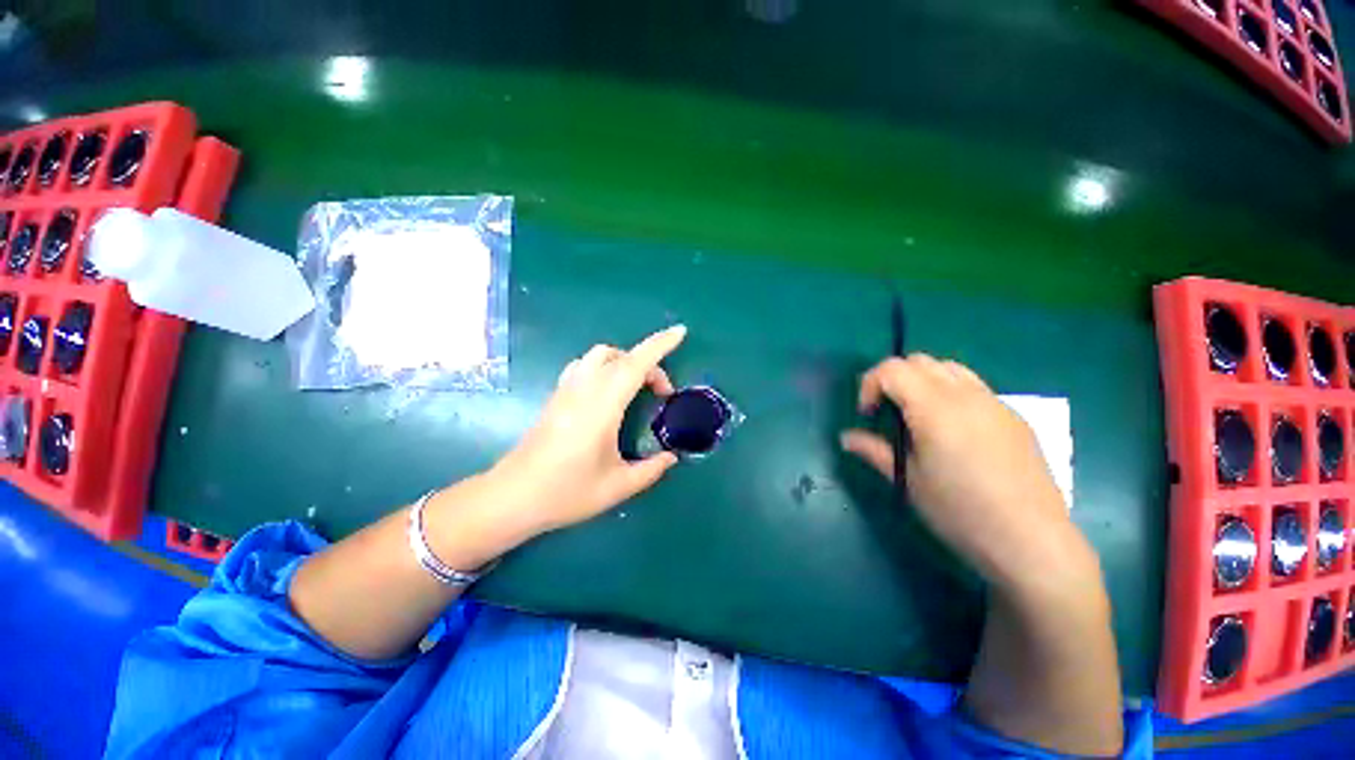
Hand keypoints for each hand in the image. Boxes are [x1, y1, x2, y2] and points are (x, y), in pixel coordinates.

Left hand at [489, 325, 686, 534]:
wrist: (512, 498)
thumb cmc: (567, 492)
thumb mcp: (618, 486)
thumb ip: (651, 469)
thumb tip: (672, 457)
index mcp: (602, 406)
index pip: (635, 365)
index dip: (660, 345)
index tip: (680, 332)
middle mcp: (584, 390)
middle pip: (620, 356)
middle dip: (648, 363)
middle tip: (662, 393)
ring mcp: (566, 390)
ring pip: (599, 355)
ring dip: (624, 362)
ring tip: (636, 388)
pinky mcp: (555, 396)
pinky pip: (584, 366)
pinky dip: (604, 367)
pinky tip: (608, 393)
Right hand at [840, 354, 1093, 595]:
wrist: (1032, 541)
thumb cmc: (960, 511)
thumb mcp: (907, 481)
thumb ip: (874, 450)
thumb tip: (846, 438)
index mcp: (935, 408)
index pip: (893, 369)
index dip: (870, 384)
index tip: (868, 415)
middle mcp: (967, 395)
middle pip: (920, 361)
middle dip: (894, 379)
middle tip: (888, 413)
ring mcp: (995, 403)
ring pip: (949, 368)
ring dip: (923, 381)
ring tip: (918, 416)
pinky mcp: (1014, 417)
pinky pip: (974, 387)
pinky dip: (950, 393)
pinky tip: (953, 431)